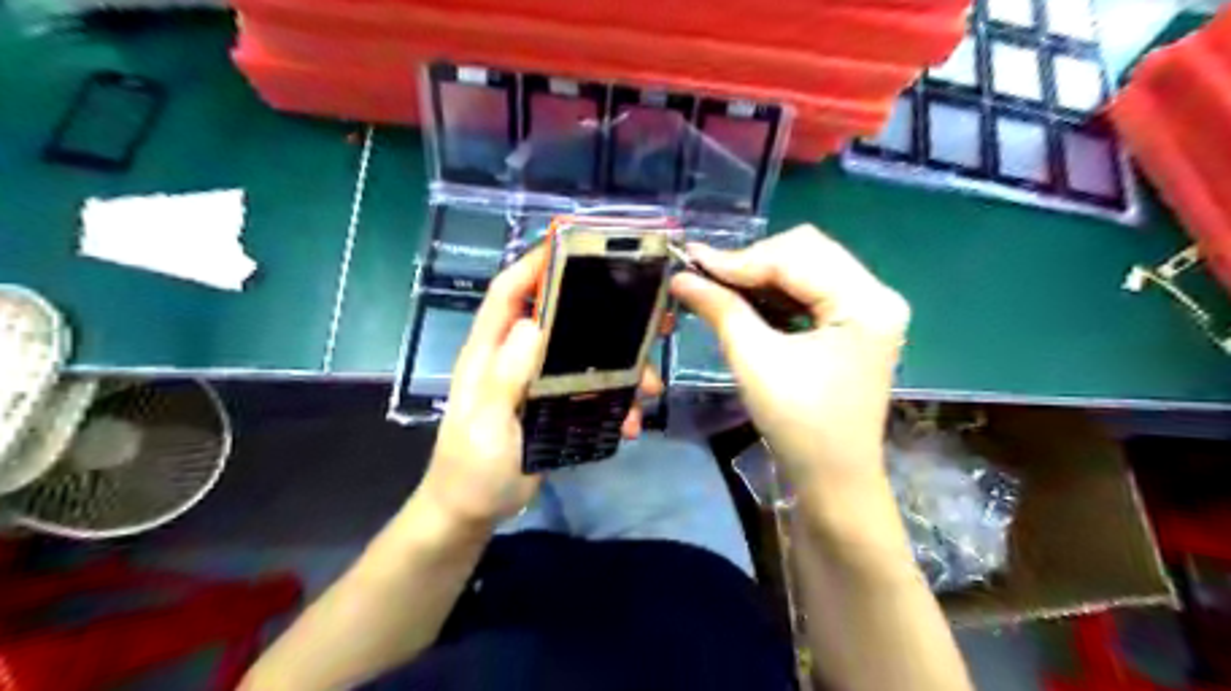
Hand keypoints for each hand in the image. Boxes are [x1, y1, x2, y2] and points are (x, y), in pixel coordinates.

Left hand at [420, 249, 663, 528]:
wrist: (473, 511)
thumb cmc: (471, 469)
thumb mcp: (486, 426)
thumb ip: (503, 378)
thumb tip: (534, 323)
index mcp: (490, 351)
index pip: (510, 293)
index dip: (536, 264)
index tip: (575, 246)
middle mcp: (515, 356)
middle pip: (560, 317)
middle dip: (602, 313)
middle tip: (647, 316)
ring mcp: (537, 380)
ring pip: (585, 355)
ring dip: (620, 366)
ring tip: (649, 388)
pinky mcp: (555, 404)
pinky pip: (591, 389)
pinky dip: (616, 400)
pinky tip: (631, 420)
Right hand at [670, 228, 907, 489]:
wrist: (832, 477)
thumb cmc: (799, 425)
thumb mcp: (755, 361)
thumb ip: (720, 309)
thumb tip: (681, 276)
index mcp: (866, 303)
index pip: (796, 256)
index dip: (740, 259)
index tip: (692, 261)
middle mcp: (877, 293)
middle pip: (806, 250)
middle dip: (752, 261)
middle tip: (707, 277)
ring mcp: (869, 306)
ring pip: (807, 264)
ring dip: (761, 273)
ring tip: (720, 286)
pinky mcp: (855, 320)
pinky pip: (810, 286)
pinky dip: (775, 289)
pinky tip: (747, 299)